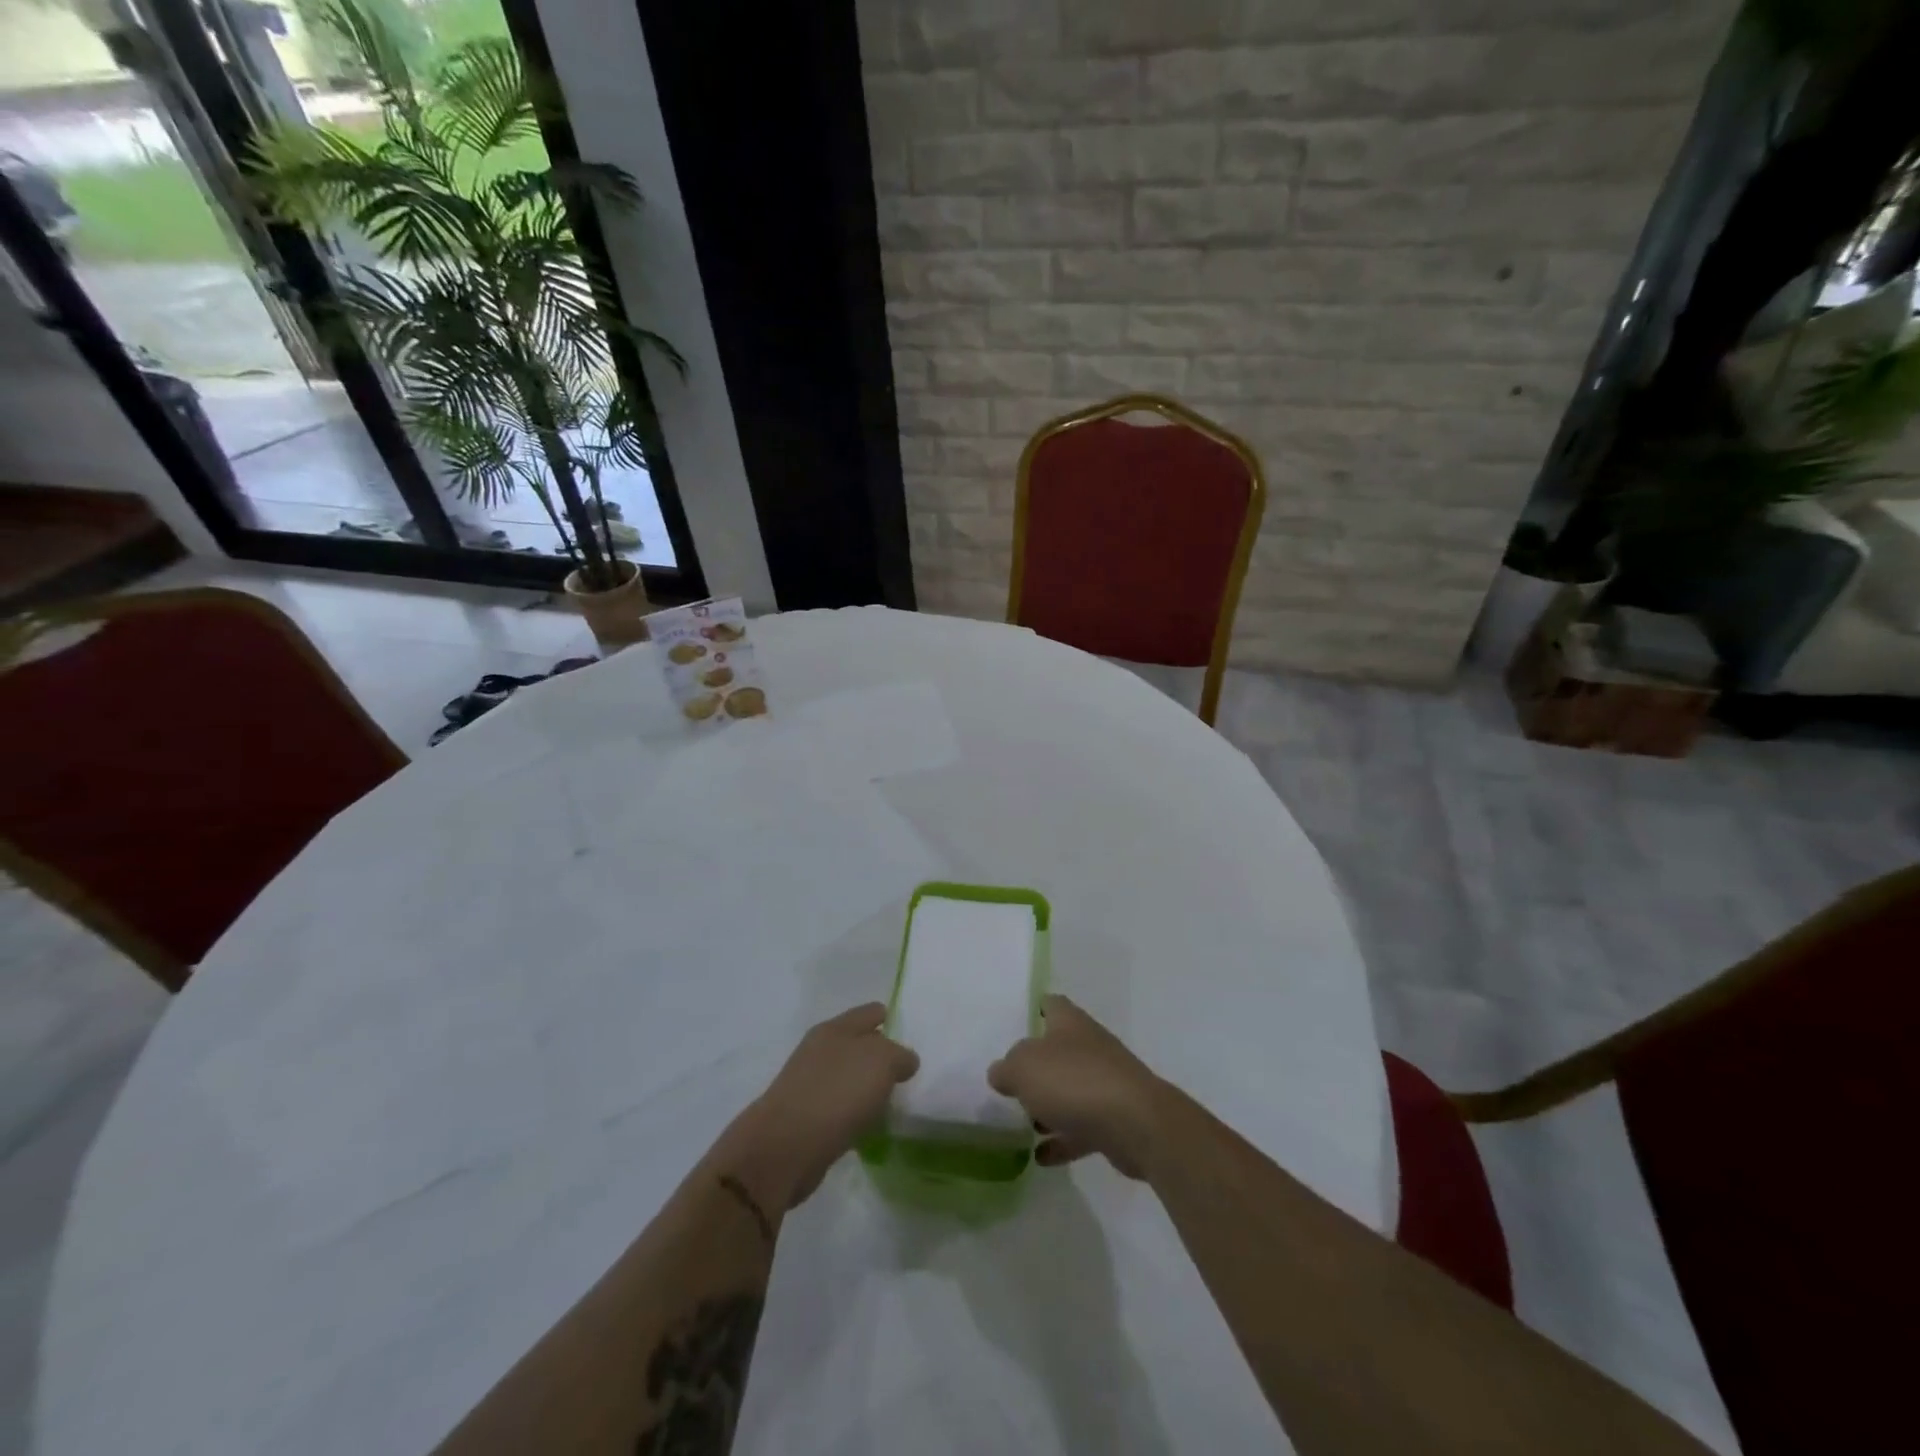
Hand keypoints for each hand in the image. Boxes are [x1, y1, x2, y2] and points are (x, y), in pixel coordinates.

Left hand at [715, 1003, 918, 1210]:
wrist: (785, 1147)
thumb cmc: (837, 1093)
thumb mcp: (882, 1062)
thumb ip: (899, 1055)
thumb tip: (904, 1061)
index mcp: (836, 1028)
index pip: (872, 1012)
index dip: (892, 1021)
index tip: (912, 1039)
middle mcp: (820, 1049)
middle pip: (859, 1044)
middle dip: (881, 1056)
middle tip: (907, 1074)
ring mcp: (809, 1082)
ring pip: (849, 1076)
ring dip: (867, 1087)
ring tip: (891, 1102)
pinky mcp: (804, 1116)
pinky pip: (839, 1105)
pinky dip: (854, 1113)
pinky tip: (868, 1126)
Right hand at [988, 995, 1166, 1178]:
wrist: (1136, 1124)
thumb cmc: (1075, 1081)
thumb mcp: (1024, 1068)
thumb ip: (1007, 1068)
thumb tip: (1000, 1072)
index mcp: (1070, 1023)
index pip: (1050, 1005)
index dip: (1032, 1010)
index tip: (1012, 1025)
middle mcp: (1089, 1047)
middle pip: (1058, 1050)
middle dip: (1035, 1067)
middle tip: (1008, 1083)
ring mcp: (1105, 1083)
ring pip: (1069, 1090)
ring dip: (1048, 1107)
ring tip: (1021, 1124)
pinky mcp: (1114, 1120)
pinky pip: (1081, 1128)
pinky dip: (1062, 1140)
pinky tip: (1040, 1157)